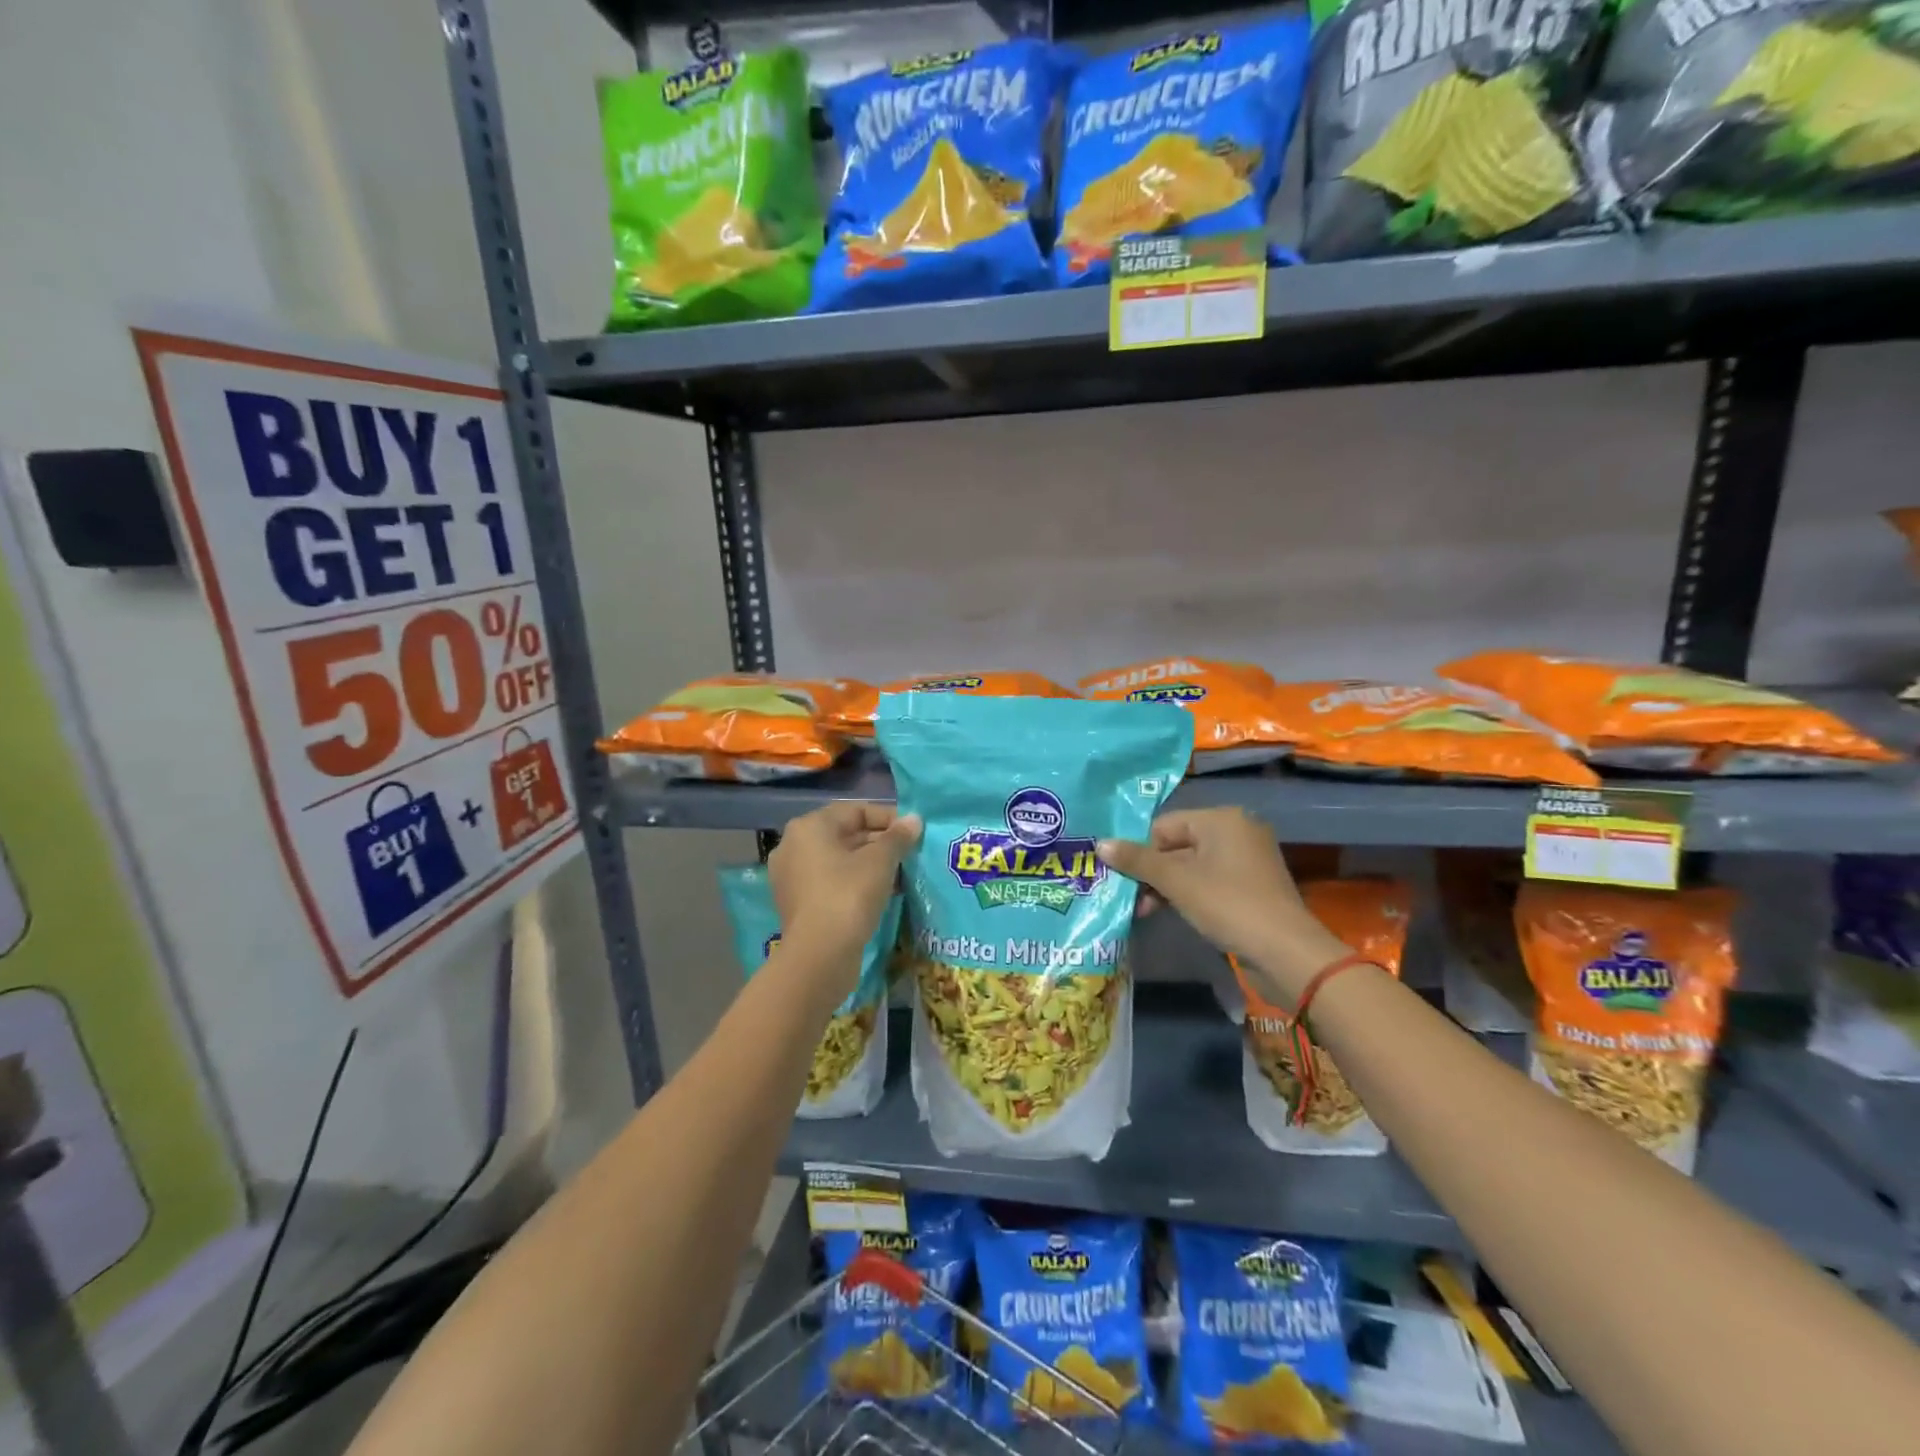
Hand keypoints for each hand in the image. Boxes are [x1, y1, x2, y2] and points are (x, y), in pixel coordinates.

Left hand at [768, 803, 920, 973]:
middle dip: (880, 842)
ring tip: (900, 874)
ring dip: (870, 864)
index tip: (913, 832)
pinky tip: (882, 894)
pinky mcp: (797, 904)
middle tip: (910, 853)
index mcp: (809, 827)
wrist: (819, 956)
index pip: (855, 810)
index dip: (888, 817)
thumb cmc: (848, 896)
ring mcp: (792, 877)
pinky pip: (831, 883)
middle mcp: (793, 846)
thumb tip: (914, 819)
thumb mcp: (880, 862)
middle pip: (845, 834)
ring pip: (839, 860)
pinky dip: (855, 883)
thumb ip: (898, 837)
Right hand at [1098, 808, 1348, 1002]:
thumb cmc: (1228, 905)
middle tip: (1131, 900)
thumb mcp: (1176, 882)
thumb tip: (1100, 844)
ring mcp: (1247, 859)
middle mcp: (1236, 831)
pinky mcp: (1252, 886)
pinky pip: (1210, 881)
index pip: (1164, 825)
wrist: (1286, 953)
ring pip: (1192, 865)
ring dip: (1167, 887)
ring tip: (1146, 912)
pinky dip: (1189, 894)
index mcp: (1221, 819)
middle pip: (1177, 845)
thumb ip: (1137, 861)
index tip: (1124, 880)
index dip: (1141, 852)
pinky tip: (1173, 913)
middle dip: (1152, 873)